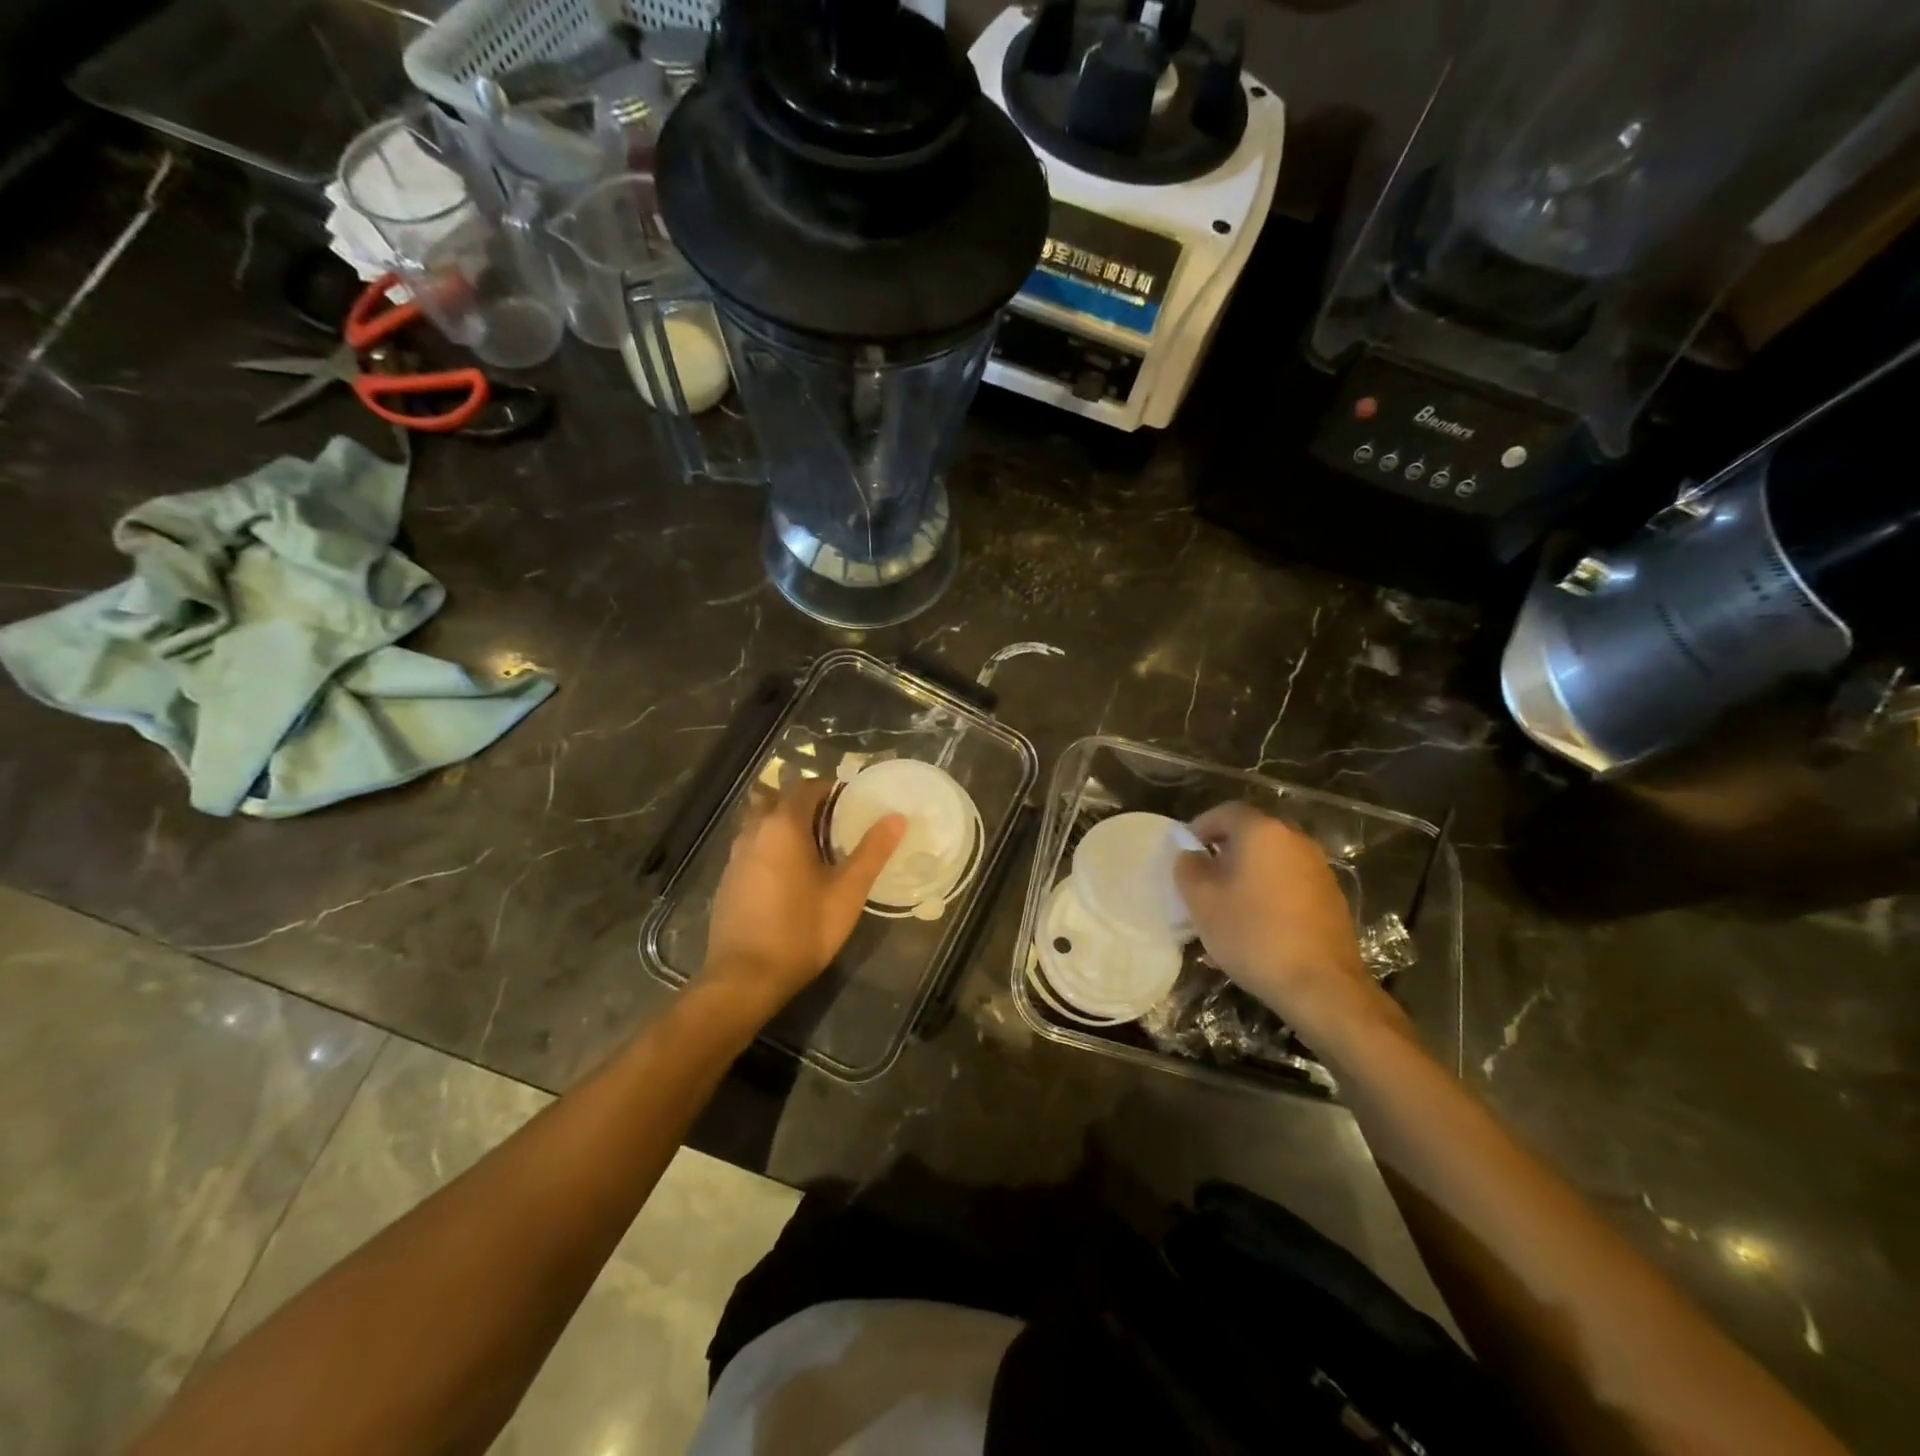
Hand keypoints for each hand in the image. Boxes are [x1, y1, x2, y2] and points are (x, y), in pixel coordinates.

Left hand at [699, 779, 905, 1015]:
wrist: (744, 978)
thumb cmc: (802, 930)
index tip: (853, 801)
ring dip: (785, 823)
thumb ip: (872, 852)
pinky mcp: (727, 879)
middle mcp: (754, 831)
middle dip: (806, 803)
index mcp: (783, 826)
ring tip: (814, 847)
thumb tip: (897, 817)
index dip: (831, 788)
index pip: (807, 787)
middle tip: (835, 822)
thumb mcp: (847, 892)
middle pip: (778, 799)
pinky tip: (789, 874)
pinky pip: (752, 846)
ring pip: (761, 822)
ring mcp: (735, 856)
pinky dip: (771, 845)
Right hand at [1173, 802, 1398, 1046]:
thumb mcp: (1202, 901)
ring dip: (1248, 871)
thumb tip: (1192, 855)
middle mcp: (1294, 839)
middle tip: (1204, 878)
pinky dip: (1270, 889)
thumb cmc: (1252, 934)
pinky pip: (1290, 879)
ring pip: (1271, 857)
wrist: (1320, 984)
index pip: (1224, 812)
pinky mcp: (1331, 894)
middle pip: (1251, 832)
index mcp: (1262, 831)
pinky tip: (1259, 921)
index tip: (1185, 853)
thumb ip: (1189, 867)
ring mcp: (1318, 866)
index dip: (1199, 828)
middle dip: (1224, 850)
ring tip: (1229, 903)